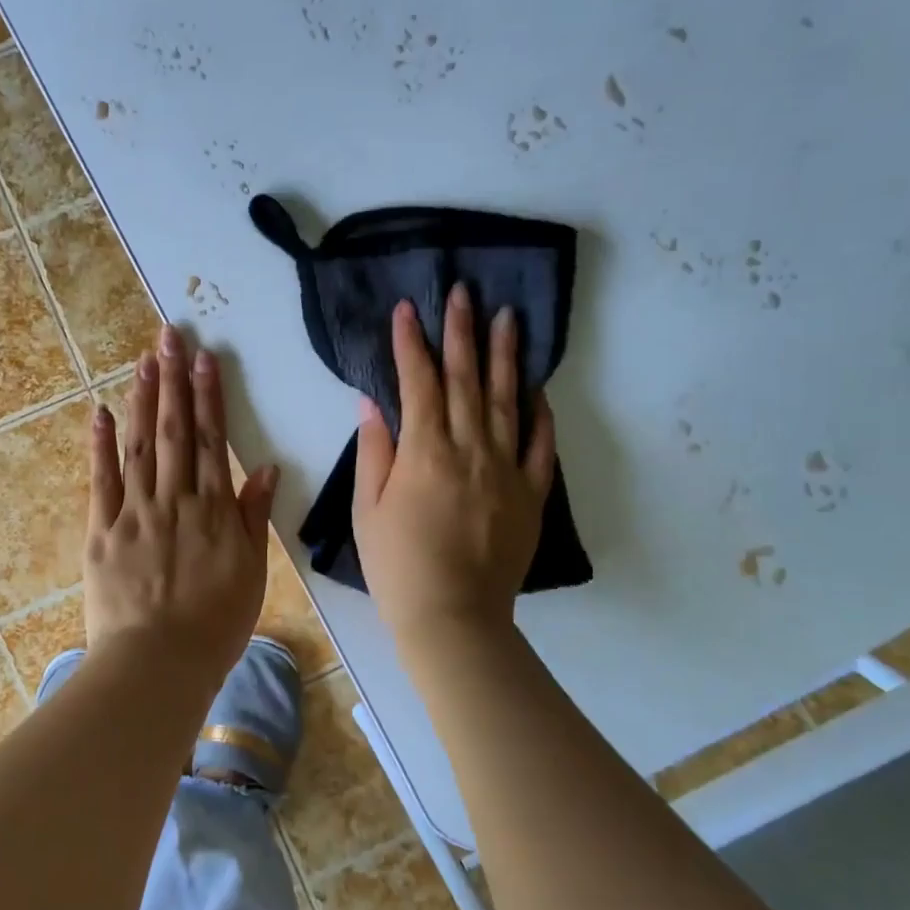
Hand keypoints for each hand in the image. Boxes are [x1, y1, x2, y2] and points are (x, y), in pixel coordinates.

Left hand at [83, 324, 278, 683]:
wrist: (157, 664)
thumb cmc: (214, 625)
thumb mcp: (250, 573)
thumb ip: (253, 517)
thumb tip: (264, 468)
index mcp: (212, 511)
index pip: (210, 440)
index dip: (208, 396)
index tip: (205, 358)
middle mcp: (173, 500)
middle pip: (172, 431)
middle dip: (172, 380)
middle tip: (169, 336)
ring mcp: (133, 513)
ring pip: (138, 446)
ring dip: (141, 400)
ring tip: (143, 361)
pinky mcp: (101, 531)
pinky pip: (100, 481)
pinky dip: (99, 445)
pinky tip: (99, 412)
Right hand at [353, 287, 555, 639]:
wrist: (452, 618)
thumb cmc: (397, 566)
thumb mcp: (368, 510)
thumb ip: (375, 452)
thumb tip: (373, 403)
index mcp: (424, 453)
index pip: (418, 383)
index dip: (412, 343)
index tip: (408, 309)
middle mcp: (470, 450)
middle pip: (467, 381)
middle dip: (462, 333)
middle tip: (464, 292)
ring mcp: (506, 470)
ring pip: (508, 402)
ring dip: (506, 357)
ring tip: (508, 318)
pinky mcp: (531, 495)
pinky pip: (541, 446)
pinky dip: (541, 414)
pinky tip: (538, 389)